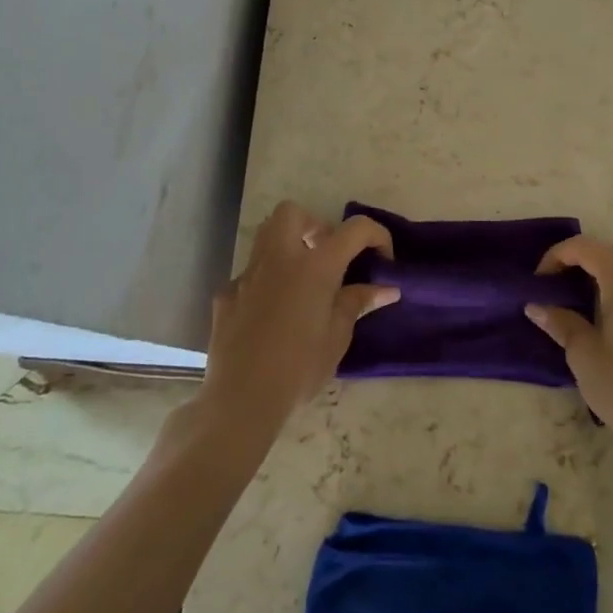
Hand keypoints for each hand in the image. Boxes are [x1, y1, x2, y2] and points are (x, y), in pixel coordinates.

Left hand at [196, 202, 398, 442]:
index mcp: (315, 266)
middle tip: (327, 256)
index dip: (376, 236)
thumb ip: (358, 303)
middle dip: (314, 225)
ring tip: (302, 282)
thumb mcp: (337, 337)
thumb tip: (386, 288)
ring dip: (288, 246)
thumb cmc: (299, 368)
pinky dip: (265, 284)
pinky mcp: (226, 294)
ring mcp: (247, 274)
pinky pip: (249, 275)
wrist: (241, 399)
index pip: (355, 229)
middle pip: (293, 212)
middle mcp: (279, 259)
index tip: (383, 260)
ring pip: (265, 236)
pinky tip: (271, 316)